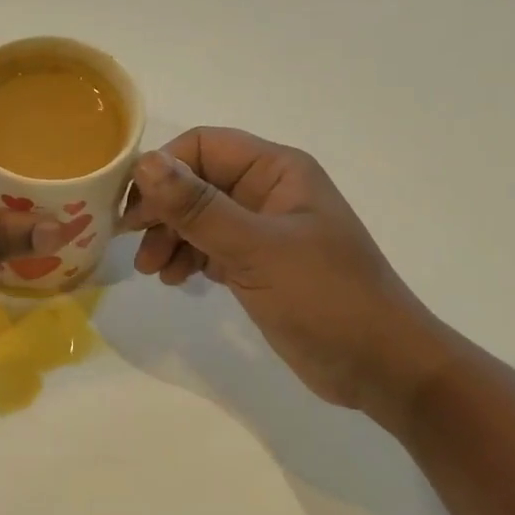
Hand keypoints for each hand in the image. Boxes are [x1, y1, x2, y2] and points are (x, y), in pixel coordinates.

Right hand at [122, 127, 456, 419]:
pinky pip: (208, 246)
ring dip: (168, 237)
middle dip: (161, 210)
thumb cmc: (325, 298)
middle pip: (194, 182)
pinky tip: (175, 280)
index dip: (163, 170)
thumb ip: (198, 207)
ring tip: (153, 270)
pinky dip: (186, 258)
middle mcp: (266, 192)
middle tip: (133, 242)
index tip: (134, 208)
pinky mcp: (257, 264)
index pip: (203, 147)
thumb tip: (144, 162)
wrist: (380, 368)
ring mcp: (262, 229)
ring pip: (197, 217)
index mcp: (276, 171)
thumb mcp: (256, 249)